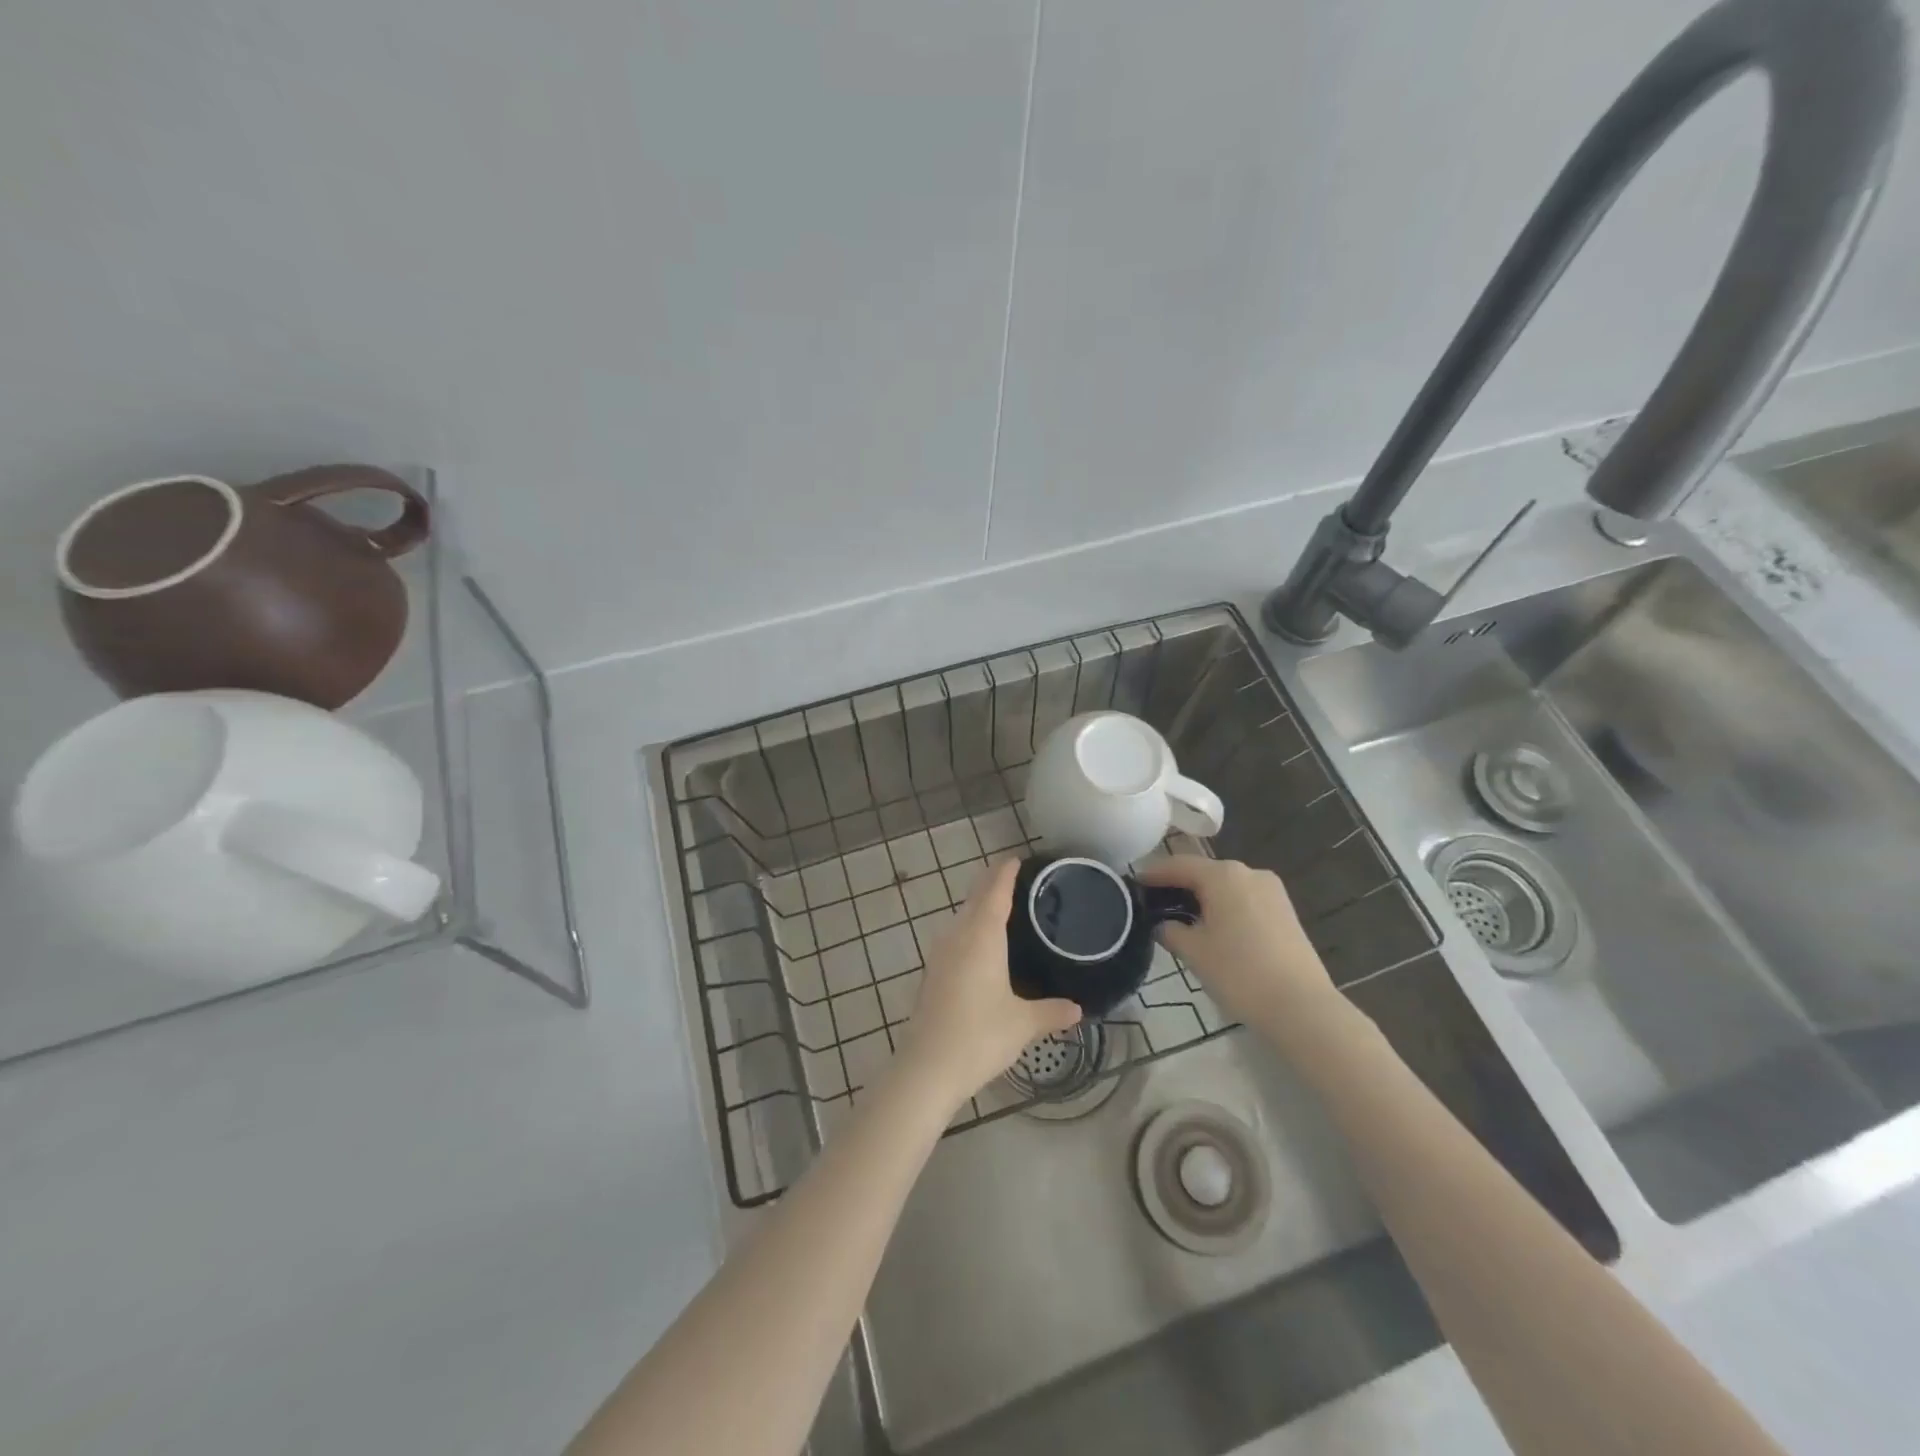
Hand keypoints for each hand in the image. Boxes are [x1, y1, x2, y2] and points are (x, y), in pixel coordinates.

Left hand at [899, 859, 1081, 1110]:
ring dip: (979, 907)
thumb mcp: (1023, 1023)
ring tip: (1004, 910)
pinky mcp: (932, 973)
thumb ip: (1051, 1011)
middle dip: (993, 884)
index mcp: (982, 936)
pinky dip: (971, 929)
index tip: (1018, 859)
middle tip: (1019, 881)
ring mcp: (940, 954)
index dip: (1006, 873)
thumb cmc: (979, 1035)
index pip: (995, 890)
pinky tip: (983, 948)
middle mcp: (958, 935)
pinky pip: (955, 937)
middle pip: (975, 898)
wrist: (926, 1068)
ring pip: (962, 917)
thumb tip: (1078, 1009)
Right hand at [1137, 856, 1339, 1035]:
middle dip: (1178, 885)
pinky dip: (1224, 906)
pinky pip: (1244, 899)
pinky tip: (1213, 928)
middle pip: (1203, 872)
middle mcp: (1249, 872)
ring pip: (1226, 886)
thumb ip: (1170, 931)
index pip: (1178, 865)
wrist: (1301, 1007)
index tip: (1133, 884)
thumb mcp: (1193, 952)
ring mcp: (1271, 891)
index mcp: (1223, 875)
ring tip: (1180, 918)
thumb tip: (1163, 924)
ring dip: (1202, 896)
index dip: (1153, 874)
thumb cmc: (1239, 973)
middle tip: (1153, 903)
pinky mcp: (1285, 911)